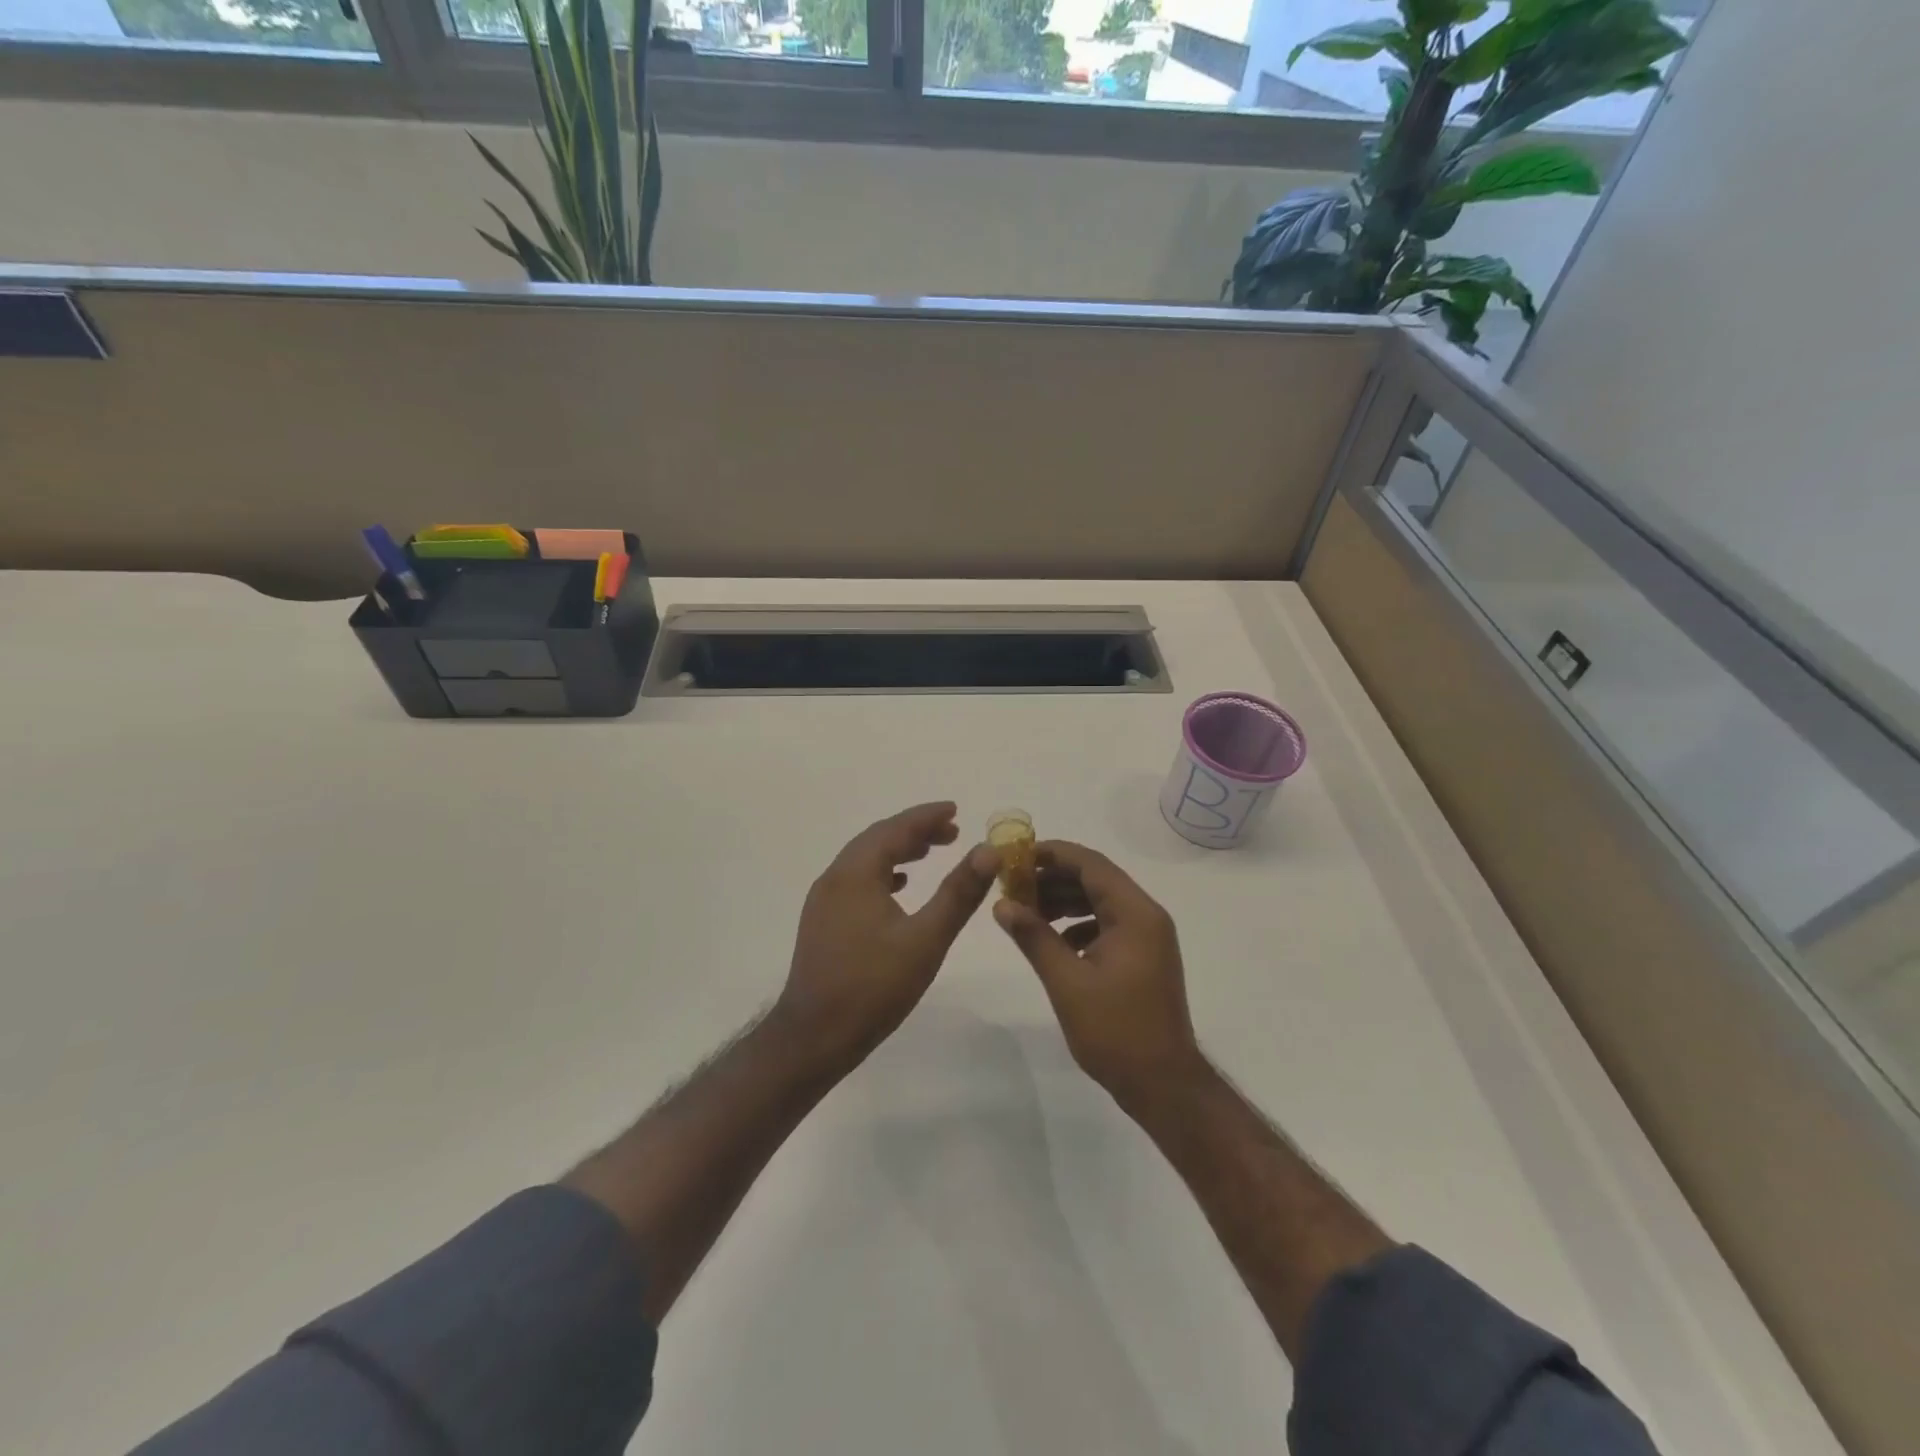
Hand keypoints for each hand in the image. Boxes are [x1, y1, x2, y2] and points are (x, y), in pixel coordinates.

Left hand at [777, 801, 999, 1073]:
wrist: (814, 1037)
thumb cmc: (873, 987)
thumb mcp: (926, 939)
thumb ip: (959, 892)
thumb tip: (988, 850)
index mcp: (855, 874)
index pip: (894, 829)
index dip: (926, 817)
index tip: (955, 810)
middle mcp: (835, 877)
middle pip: (877, 839)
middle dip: (914, 831)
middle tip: (952, 833)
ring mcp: (824, 900)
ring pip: (865, 860)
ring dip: (898, 851)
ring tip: (930, 853)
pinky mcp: (823, 921)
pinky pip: (856, 881)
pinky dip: (882, 873)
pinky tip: (900, 887)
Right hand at [993, 841, 1205, 1106]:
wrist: (1163, 1084)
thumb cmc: (1116, 1030)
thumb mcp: (1067, 981)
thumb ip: (1034, 936)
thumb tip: (1001, 904)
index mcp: (1135, 914)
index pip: (1091, 864)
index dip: (1052, 854)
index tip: (1015, 856)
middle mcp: (1146, 916)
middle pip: (1096, 879)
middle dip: (1053, 878)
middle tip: (1013, 885)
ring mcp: (1148, 937)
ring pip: (1101, 901)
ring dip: (1064, 901)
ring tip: (1026, 911)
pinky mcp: (1143, 957)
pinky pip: (1107, 924)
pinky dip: (1078, 924)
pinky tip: (1053, 941)